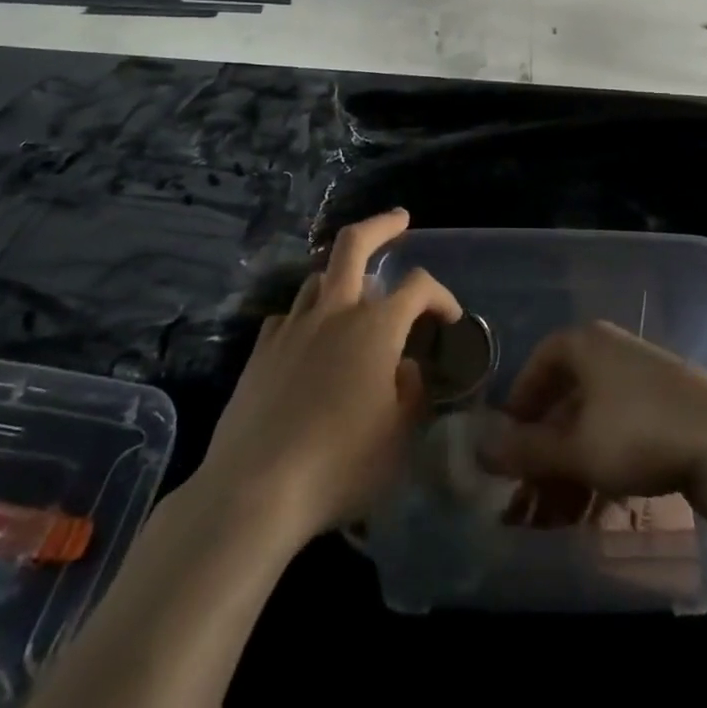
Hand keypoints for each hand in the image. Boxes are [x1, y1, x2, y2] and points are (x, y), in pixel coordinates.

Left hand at [193, 209, 459, 543]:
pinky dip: (305, 319)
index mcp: (376, 327)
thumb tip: (406, 369)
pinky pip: (288, 317)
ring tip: (353, 292)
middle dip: (381, 224)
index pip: (419, 286)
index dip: (441, 294)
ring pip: (318, 277)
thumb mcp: (399, 439)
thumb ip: (412, 394)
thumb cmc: (340, 464)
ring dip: (341, 276)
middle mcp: (334, 312)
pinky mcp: (261, 350)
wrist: (255, 489)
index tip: (451, 318)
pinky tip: (307, 341)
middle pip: (354, 243)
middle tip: (399, 219)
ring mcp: (292, 327)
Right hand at [478, 321, 706, 522]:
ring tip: (554, 521)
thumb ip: (526, 450)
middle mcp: (614, 355)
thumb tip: (477, 446)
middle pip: (567, 400)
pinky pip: (622, 438)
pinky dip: (603, 472)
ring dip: (570, 471)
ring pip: (594, 426)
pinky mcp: (671, 414)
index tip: (506, 439)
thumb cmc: (641, 433)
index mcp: (589, 344)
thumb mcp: (576, 448)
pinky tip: (594, 516)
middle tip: (525, 496)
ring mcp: (645, 384)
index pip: (542, 360)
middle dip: (544, 452)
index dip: (520, 399)